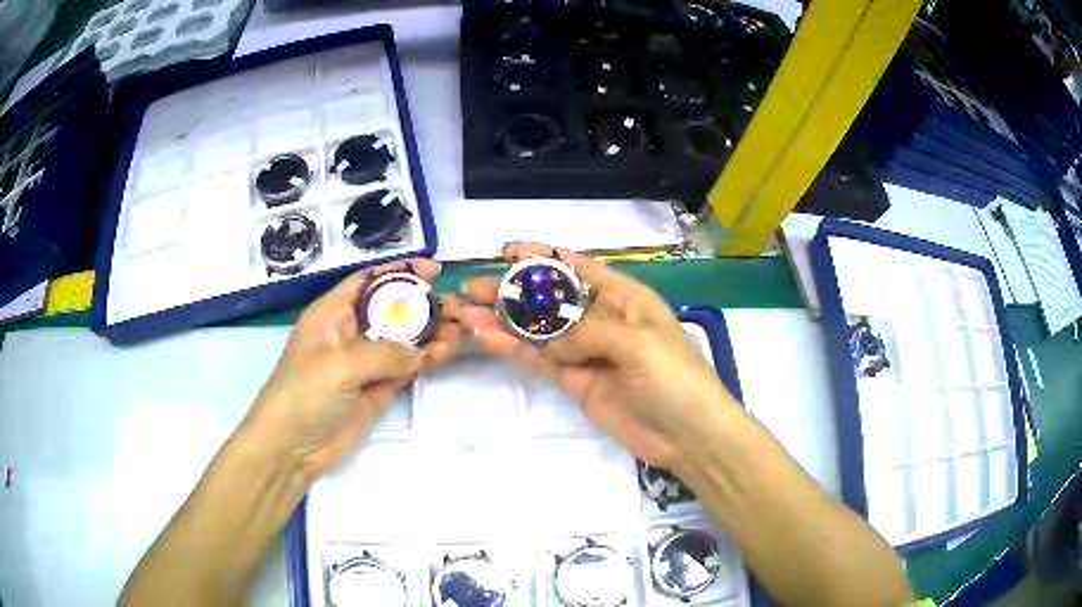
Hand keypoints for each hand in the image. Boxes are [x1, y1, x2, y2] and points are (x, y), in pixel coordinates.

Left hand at [244, 259, 462, 480]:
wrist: (292, 447)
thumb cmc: (304, 393)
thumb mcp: (340, 365)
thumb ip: (384, 353)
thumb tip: (421, 352)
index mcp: (332, 313)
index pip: (368, 281)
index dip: (399, 271)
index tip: (432, 270)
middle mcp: (351, 333)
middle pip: (392, 309)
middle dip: (423, 304)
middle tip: (455, 307)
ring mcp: (365, 363)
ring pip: (404, 340)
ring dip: (430, 333)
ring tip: (457, 331)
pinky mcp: (377, 390)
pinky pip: (406, 368)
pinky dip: (426, 360)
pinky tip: (444, 353)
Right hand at [459, 242, 738, 467]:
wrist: (689, 436)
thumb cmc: (675, 378)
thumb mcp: (638, 342)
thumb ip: (587, 331)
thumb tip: (547, 339)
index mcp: (624, 298)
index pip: (577, 268)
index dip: (543, 257)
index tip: (507, 251)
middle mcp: (602, 320)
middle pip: (550, 298)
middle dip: (513, 290)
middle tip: (473, 288)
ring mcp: (586, 353)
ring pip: (538, 331)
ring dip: (505, 321)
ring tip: (467, 313)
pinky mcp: (576, 383)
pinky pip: (540, 361)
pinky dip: (514, 350)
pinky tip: (487, 339)